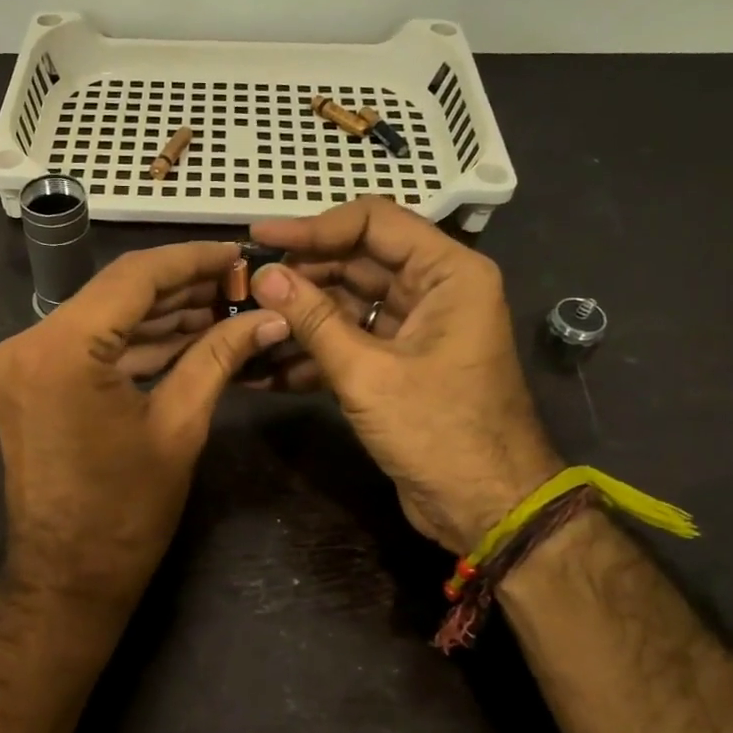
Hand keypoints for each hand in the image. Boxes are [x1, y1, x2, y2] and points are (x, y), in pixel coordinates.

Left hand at [0, 242, 290, 609]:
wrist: (67, 576)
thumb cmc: (126, 513)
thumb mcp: (180, 427)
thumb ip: (219, 357)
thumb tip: (270, 318)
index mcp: (61, 351)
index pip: (133, 277)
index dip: (191, 260)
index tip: (237, 253)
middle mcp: (28, 343)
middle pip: (116, 294)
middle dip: (180, 287)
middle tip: (239, 284)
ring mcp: (20, 362)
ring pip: (104, 318)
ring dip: (160, 314)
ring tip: (223, 306)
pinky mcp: (27, 380)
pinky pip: (89, 347)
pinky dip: (135, 342)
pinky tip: (186, 333)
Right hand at [248, 199, 560, 553]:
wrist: (486, 510)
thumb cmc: (439, 433)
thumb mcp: (368, 374)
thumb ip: (313, 320)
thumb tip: (264, 276)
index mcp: (448, 274)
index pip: (374, 222)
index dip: (314, 226)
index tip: (261, 236)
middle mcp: (434, 290)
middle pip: (357, 261)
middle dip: (302, 275)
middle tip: (246, 286)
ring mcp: (415, 328)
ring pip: (348, 303)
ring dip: (300, 316)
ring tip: (246, 322)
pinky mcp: (398, 363)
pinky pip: (350, 341)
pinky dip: (314, 352)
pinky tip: (266, 368)